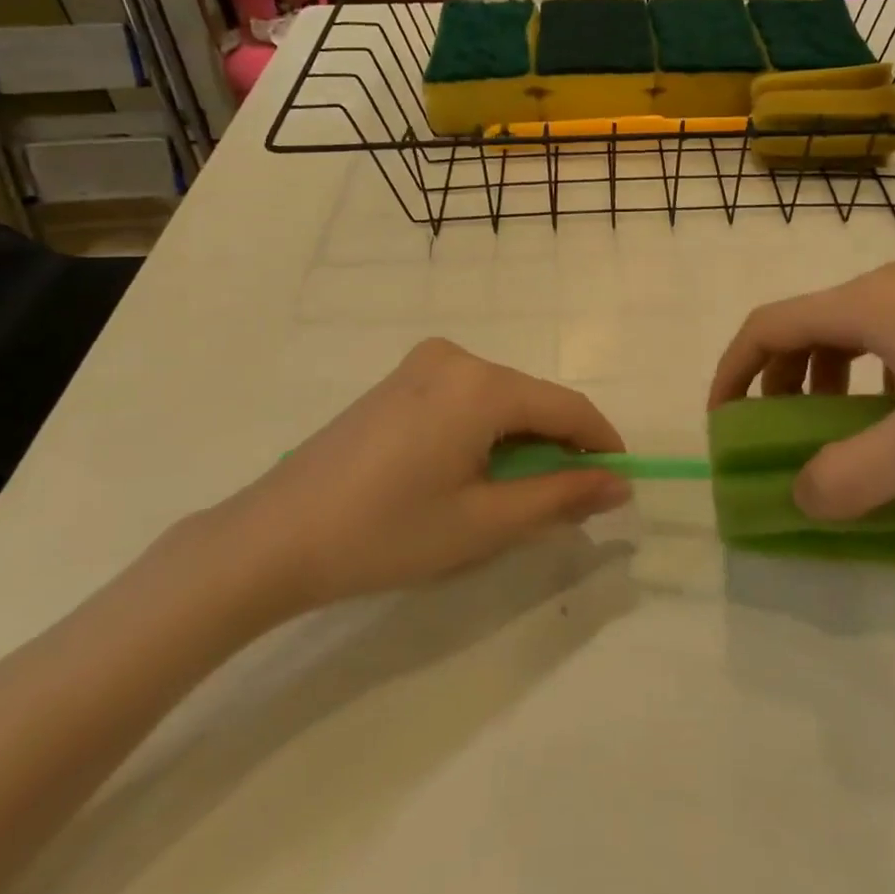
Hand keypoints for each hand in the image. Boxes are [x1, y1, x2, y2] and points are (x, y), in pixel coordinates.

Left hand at [214, 340, 630, 617]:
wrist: (274, 536)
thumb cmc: (387, 533)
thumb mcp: (485, 523)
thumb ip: (560, 496)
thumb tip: (618, 484)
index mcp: (482, 384)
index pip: (568, 406)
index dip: (601, 443)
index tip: (620, 482)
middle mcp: (457, 357)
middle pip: (533, 399)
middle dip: (559, 446)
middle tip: (567, 503)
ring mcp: (423, 364)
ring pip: (501, 399)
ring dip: (523, 441)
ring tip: (517, 496)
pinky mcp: (400, 380)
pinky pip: (467, 398)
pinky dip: (487, 431)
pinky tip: (472, 473)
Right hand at [708, 262, 894, 520]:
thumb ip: (854, 477)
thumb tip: (799, 498)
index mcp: (866, 305)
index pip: (768, 326)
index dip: (733, 371)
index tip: (722, 421)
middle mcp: (884, 287)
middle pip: (802, 326)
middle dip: (775, 382)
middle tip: (774, 436)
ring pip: (842, 332)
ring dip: (819, 380)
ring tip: (829, 431)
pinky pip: (880, 337)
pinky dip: (860, 375)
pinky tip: (891, 416)